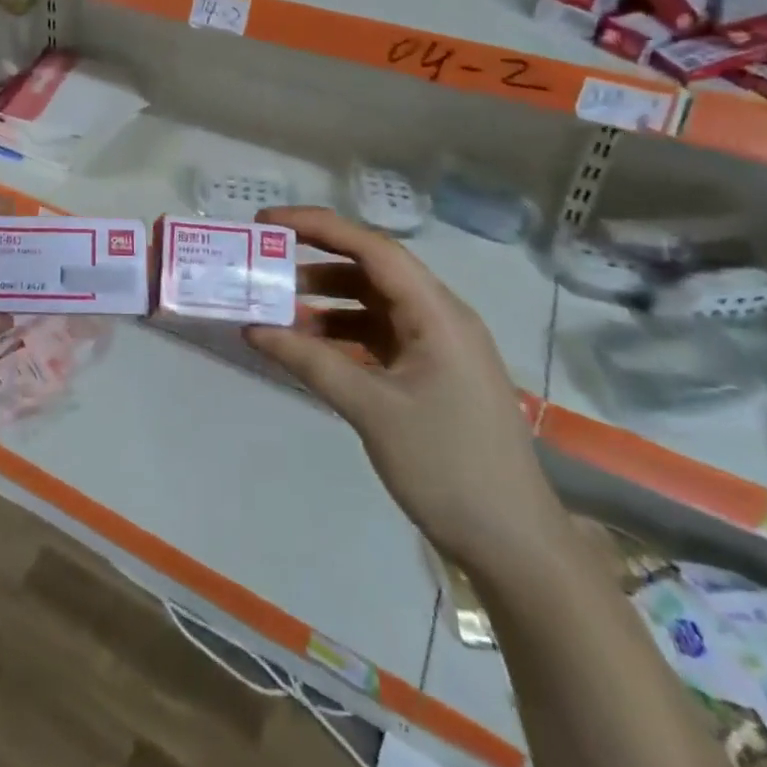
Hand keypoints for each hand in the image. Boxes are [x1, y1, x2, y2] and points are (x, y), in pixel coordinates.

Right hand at [243, 206, 569, 581]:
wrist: (514, 545)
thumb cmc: (448, 466)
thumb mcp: (371, 409)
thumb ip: (310, 361)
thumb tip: (252, 327)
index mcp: (437, 313)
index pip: (372, 248)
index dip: (318, 226)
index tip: (267, 221)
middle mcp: (440, 317)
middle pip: (372, 269)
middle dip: (317, 259)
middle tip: (265, 258)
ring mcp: (438, 346)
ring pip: (373, 302)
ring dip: (327, 299)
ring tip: (278, 307)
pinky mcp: (432, 373)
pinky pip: (379, 334)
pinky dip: (342, 331)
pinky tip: (310, 346)